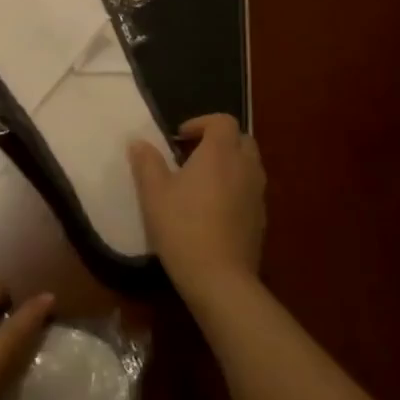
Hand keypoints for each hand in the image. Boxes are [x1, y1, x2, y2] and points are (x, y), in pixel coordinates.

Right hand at [129, 114, 265, 310]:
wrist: (219, 278)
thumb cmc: (182, 227)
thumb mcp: (153, 193)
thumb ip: (147, 162)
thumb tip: (138, 142)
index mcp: (220, 154)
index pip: (223, 121)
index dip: (201, 123)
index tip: (178, 138)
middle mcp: (245, 168)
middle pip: (242, 139)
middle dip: (219, 140)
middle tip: (192, 155)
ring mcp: (257, 194)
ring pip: (249, 165)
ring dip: (229, 164)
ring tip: (202, 182)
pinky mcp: (261, 219)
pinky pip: (251, 190)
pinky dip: (235, 188)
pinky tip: (213, 209)